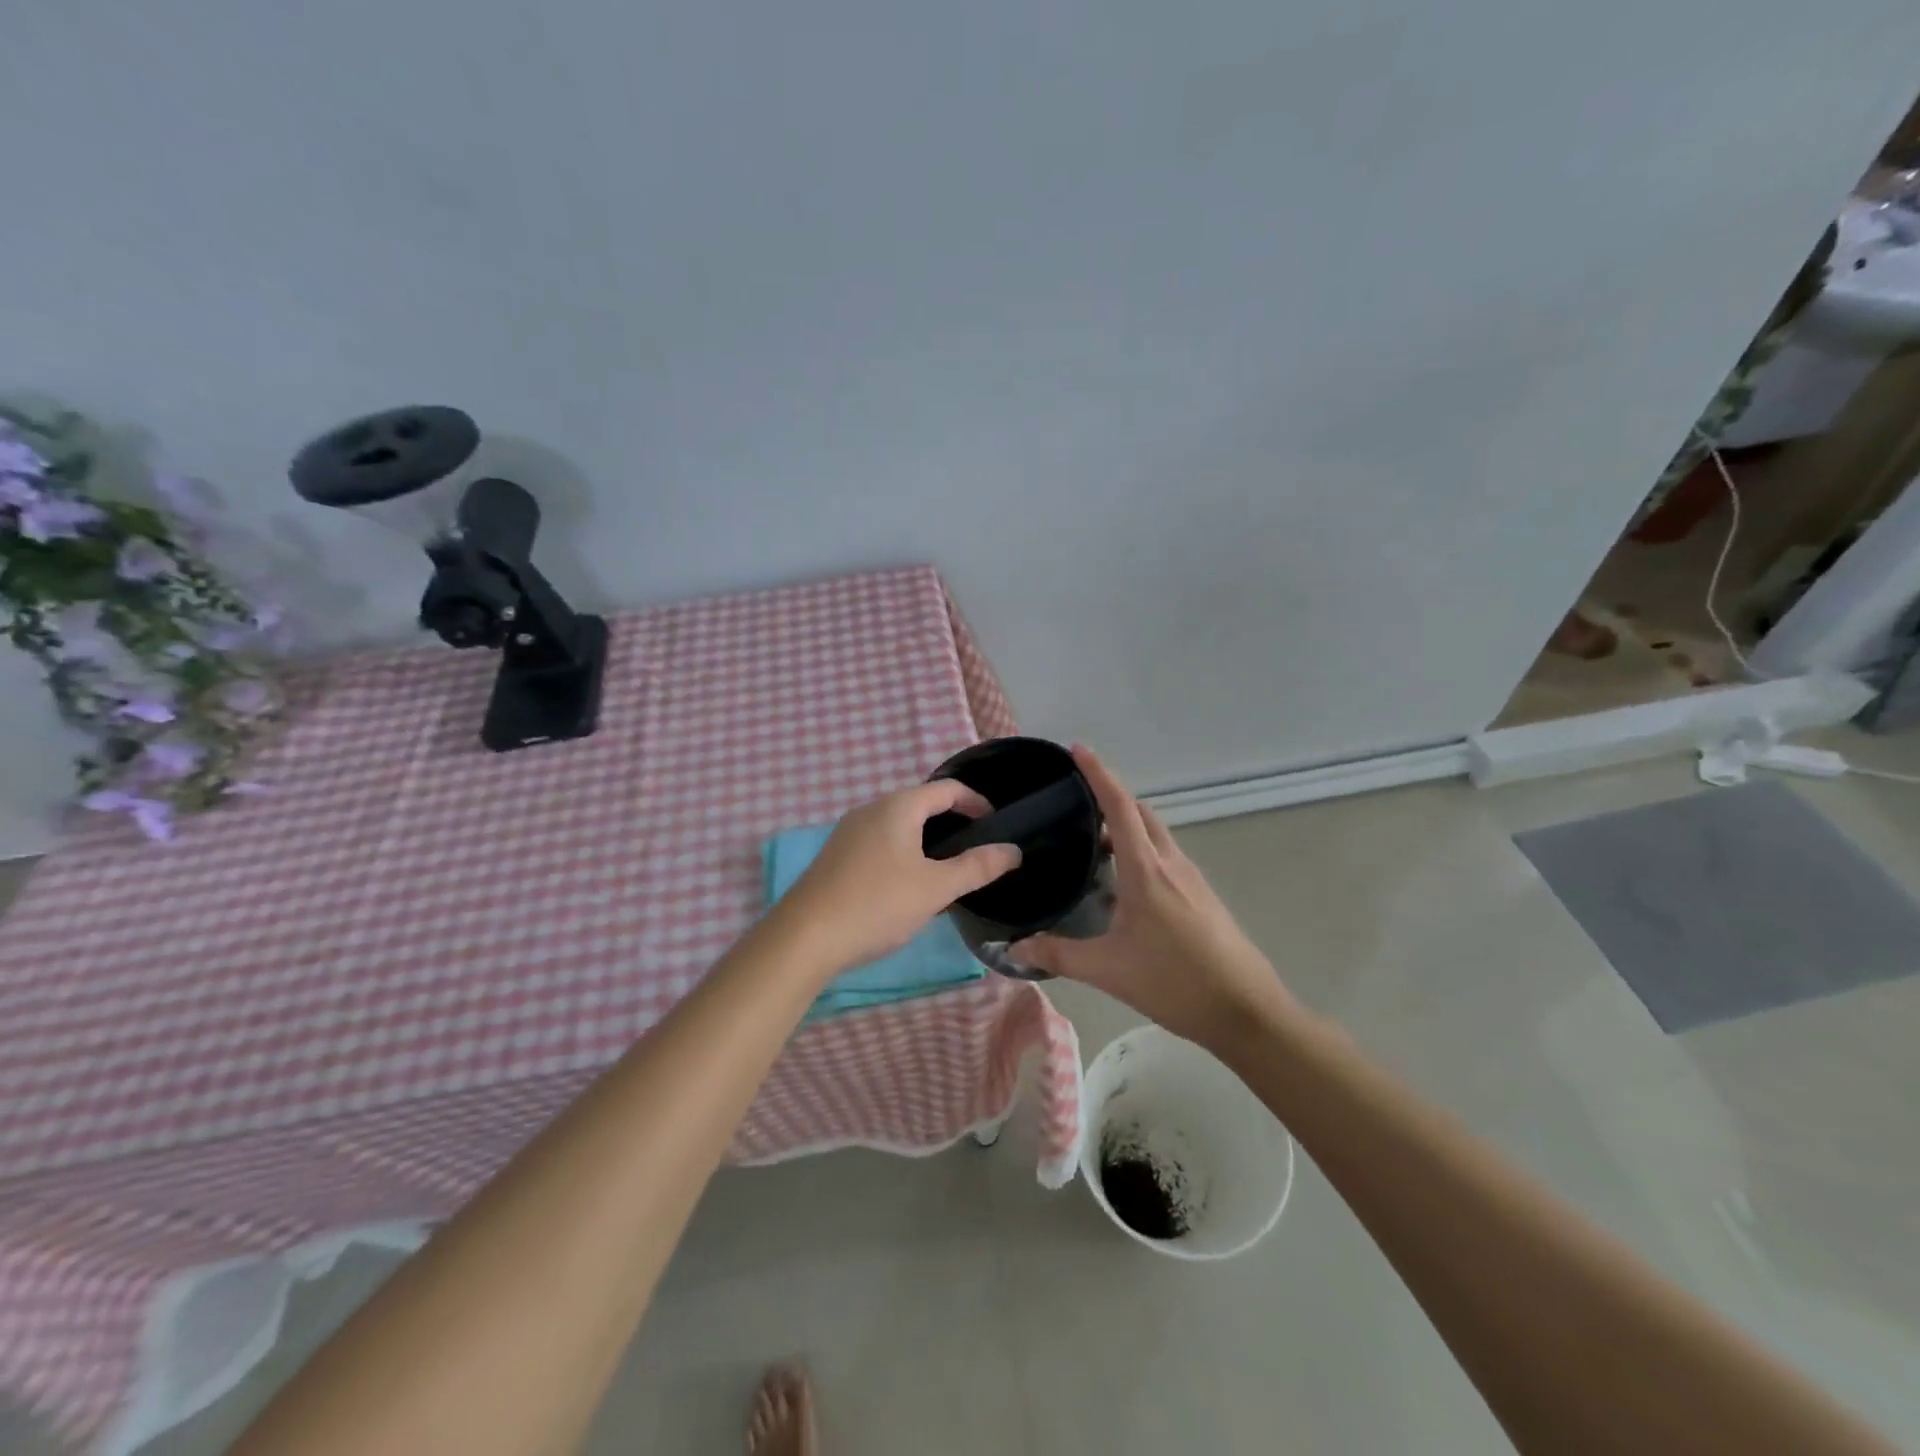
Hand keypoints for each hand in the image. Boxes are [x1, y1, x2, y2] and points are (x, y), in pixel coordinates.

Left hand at [774, 779, 1021, 974]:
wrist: (804, 937)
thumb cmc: (877, 904)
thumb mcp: (935, 888)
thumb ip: (977, 867)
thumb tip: (1013, 851)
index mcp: (897, 807)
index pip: (946, 789)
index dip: (976, 802)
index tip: (996, 825)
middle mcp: (871, 809)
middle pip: (921, 804)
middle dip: (952, 821)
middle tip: (976, 850)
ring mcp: (849, 832)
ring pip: (899, 825)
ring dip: (927, 839)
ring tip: (947, 870)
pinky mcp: (836, 856)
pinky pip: (880, 842)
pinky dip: (904, 852)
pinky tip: (907, 885)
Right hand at [1011, 745, 1288, 1049]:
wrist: (1246, 1010)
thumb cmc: (1175, 982)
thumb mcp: (1108, 970)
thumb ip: (1058, 955)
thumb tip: (1013, 949)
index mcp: (1146, 870)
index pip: (1119, 808)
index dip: (1098, 774)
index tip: (1078, 749)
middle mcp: (1171, 864)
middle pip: (1140, 813)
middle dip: (1111, 796)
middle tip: (1075, 799)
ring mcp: (1191, 878)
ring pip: (1155, 834)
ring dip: (1126, 825)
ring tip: (1091, 839)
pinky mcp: (1201, 895)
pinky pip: (1165, 855)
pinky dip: (1141, 849)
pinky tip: (1123, 881)